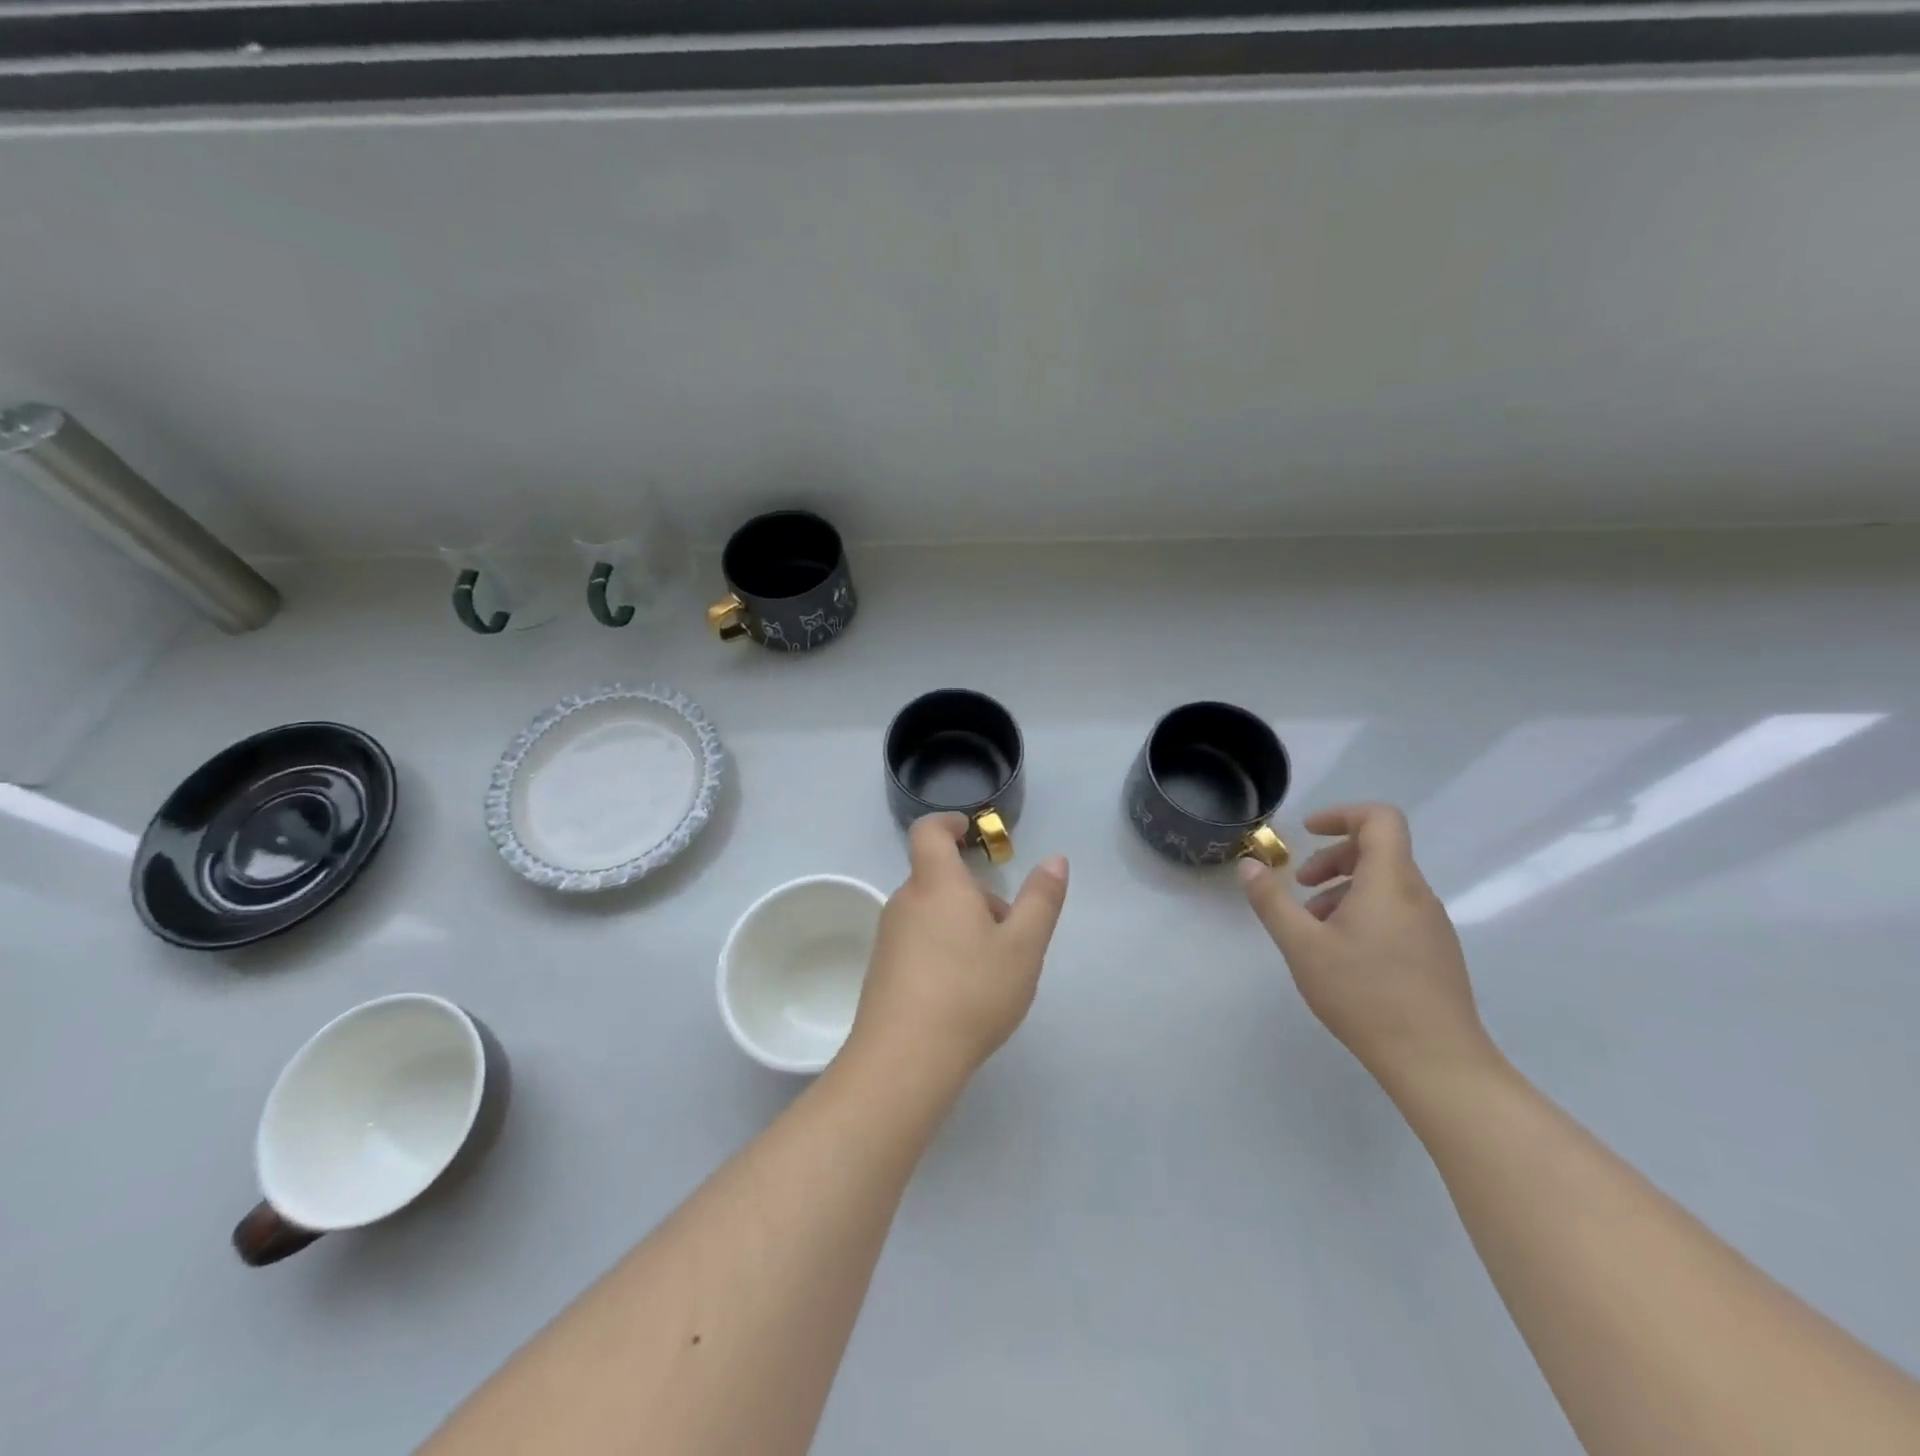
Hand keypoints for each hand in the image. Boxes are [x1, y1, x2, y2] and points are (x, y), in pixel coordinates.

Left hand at [849, 814, 1068, 1078]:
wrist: (904, 1060)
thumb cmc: (971, 992)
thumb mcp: (1023, 947)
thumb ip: (1041, 900)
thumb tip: (1055, 860)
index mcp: (937, 884)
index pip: (929, 832)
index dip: (948, 823)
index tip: (969, 831)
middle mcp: (905, 902)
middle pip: (940, 880)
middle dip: (975, 895)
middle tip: (1010, 933)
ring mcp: (889, 937)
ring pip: (932, 913)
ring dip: (962, 925)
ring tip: (991, 970)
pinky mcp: (882, 970)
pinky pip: (918, 942)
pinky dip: (943, 949)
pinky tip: (962, 993)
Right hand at [1239, 803, 1495, 1089]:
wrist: (1438, 1063)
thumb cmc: (1365, 995)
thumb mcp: (1302, 946)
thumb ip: (1272, 901)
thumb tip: (1249, 865)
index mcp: (1390, 882)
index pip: (1380, 819)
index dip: (1342, 814)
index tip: (1308, 832)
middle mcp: (1418, 895)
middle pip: (1379, 851)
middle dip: (1332, 858)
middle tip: (1299, 886)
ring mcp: (1433, 926)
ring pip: (1386, 885)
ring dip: (1344, 890)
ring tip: (1313, 927)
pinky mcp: (1437, 953)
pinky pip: (1397, 912)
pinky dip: (1363, 913)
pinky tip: (1341, 954)